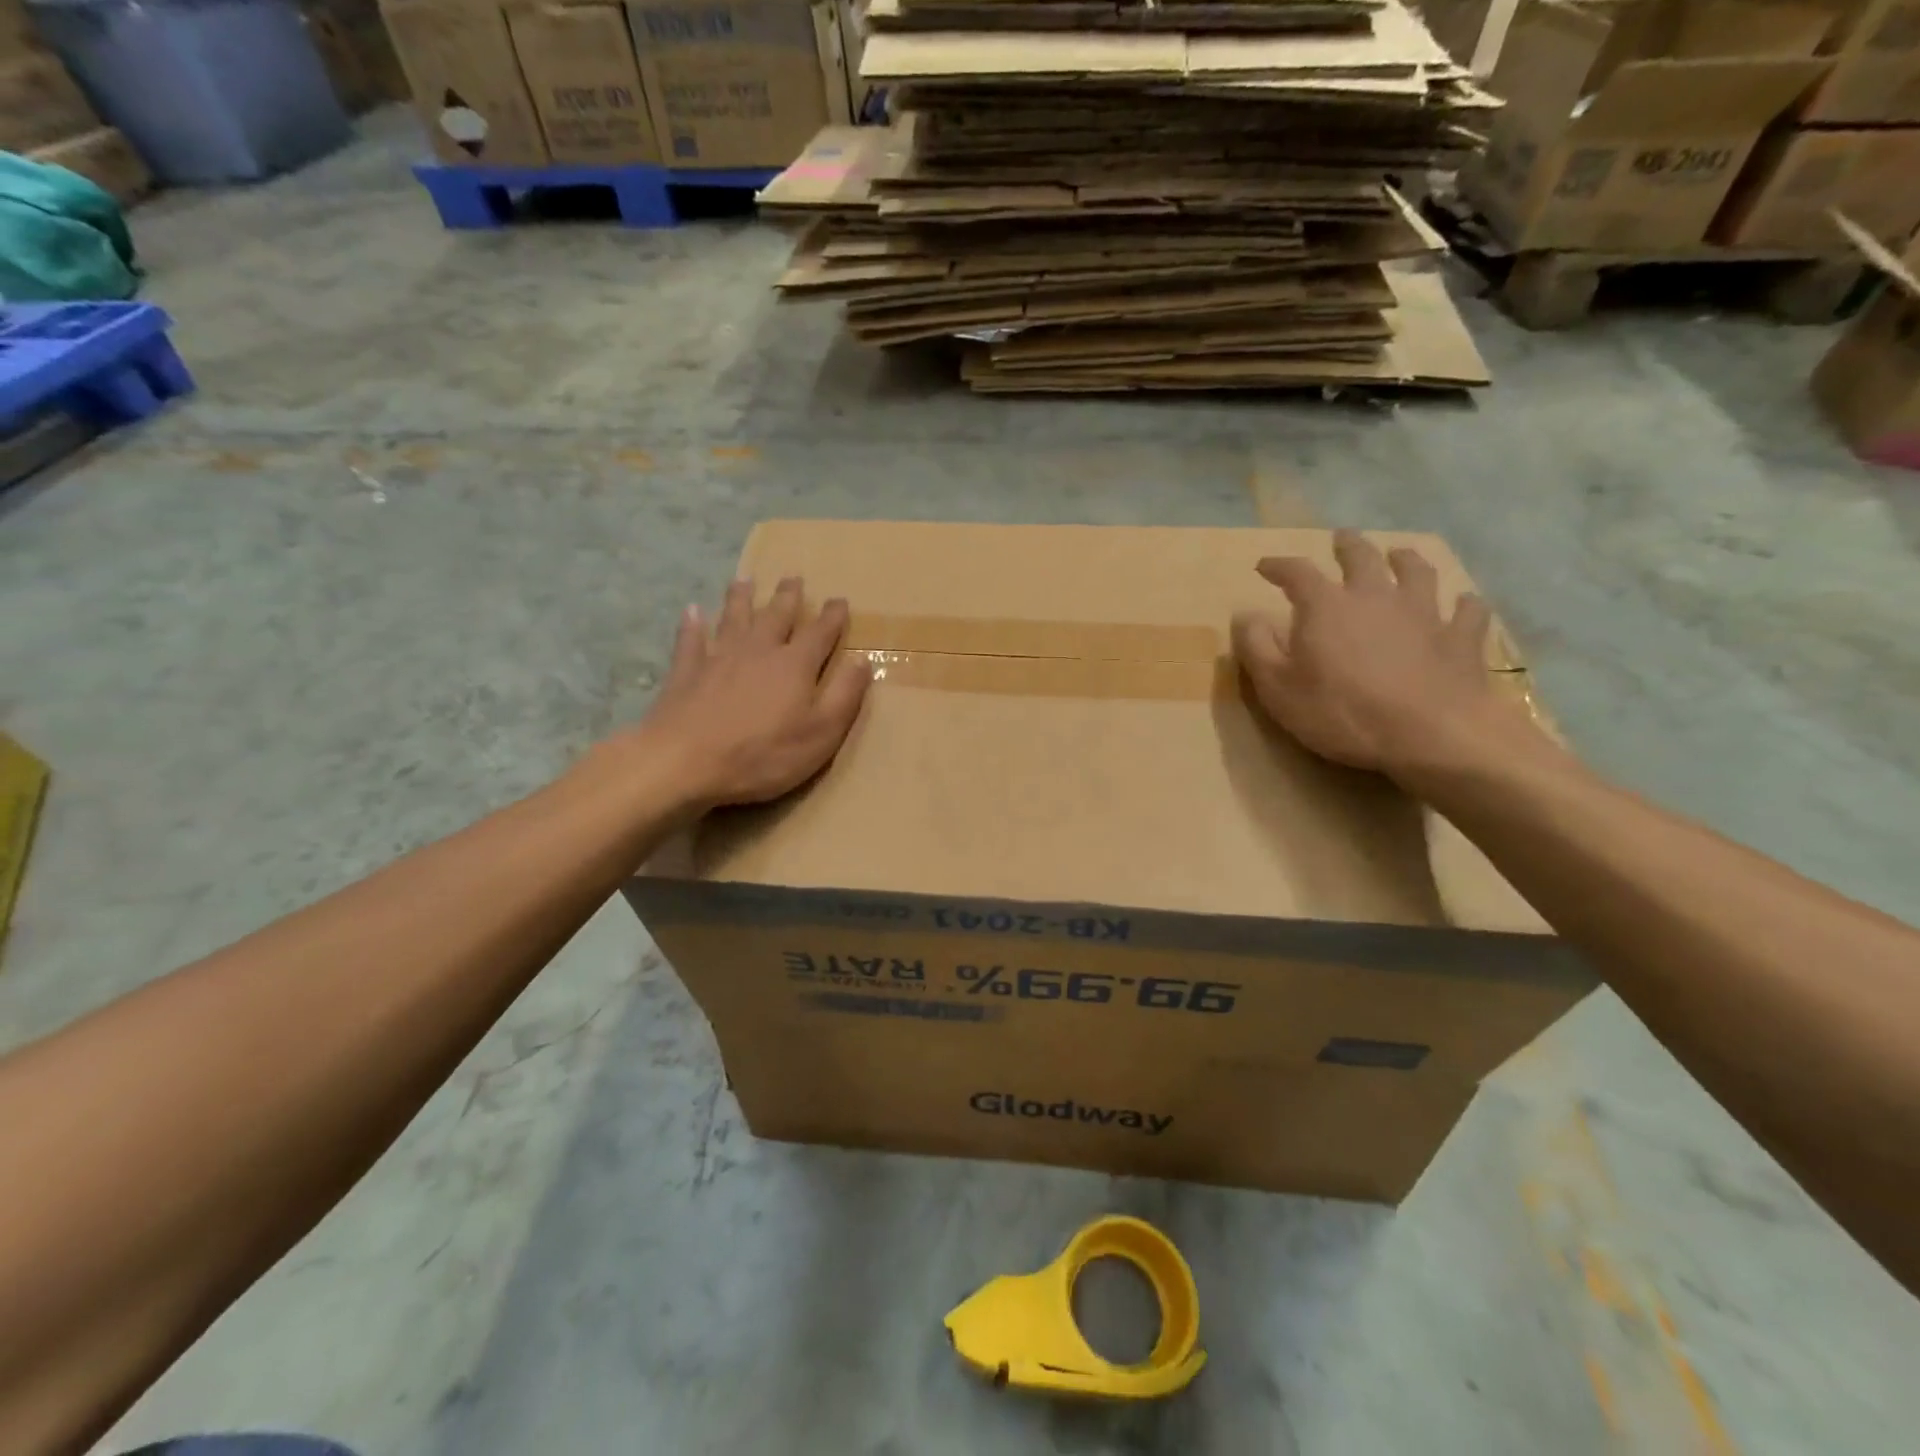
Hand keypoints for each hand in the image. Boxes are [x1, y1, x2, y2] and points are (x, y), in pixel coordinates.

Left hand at [635, 577, 871, 810]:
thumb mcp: (821, 733)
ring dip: (741, 598)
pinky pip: (690, 639)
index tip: (840, 600)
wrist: (684, 761)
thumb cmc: (763, 754)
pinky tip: (692, 611)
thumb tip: (863, 661)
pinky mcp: (686, 672)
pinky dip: (692, 624)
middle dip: (788, 597)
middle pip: (776, 616)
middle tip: (793, 577)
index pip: (820, 633)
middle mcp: (758, 650)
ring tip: (745, 579)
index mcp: (795, 665)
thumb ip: (844, 696)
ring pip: (734, 618)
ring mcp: (718, 657)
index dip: (832, 616)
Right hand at [1231, 531, 1525, 780]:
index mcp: (1326, 606)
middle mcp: (1375, 596)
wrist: (1429, 734)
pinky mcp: (1461, 638)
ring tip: (1400, 555)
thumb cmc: (1341, 713)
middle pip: (1362, 558)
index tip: (1264, 566)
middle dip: (1347, 546)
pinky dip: (1464, 605)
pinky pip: (1468, 611)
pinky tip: (1464, 604)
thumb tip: (1245, 616)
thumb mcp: (1278, 688)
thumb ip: (1257, 648)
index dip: (1279, 566)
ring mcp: (1424, 613)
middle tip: (1341, 539)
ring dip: (1406, 560)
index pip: (1297, 573)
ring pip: (1417, 572)